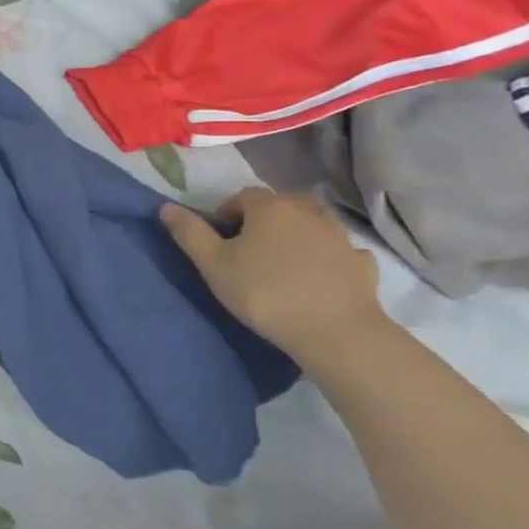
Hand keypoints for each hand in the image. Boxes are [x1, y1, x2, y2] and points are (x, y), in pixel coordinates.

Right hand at [162, 188, 385, 357]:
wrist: (336, 332)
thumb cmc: (265, 293)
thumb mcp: (214, 265)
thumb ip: (190, 233)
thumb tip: (166, 207)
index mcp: (269, 207)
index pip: (242, 197)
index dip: (227, 214)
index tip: (220, 240)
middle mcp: (307, 210)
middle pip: (279, 205)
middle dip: (262, 220)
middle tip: (249, 250)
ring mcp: (339, 235)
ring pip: (312, 223)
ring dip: (297, 234)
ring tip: (283, 262)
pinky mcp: (362, 263)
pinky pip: (340, 251)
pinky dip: (328, 257)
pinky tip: (320, 276)